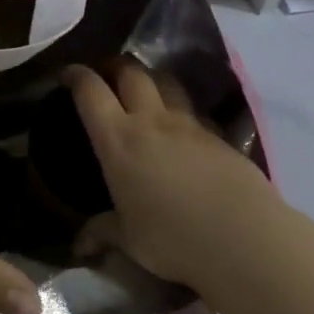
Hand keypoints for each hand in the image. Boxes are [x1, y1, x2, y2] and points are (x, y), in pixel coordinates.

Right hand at [66, 63, 282, 291]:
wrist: (244, 238)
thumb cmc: (173, 238)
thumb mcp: (130, 240)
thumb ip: (104, 233)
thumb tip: (81, 245)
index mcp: (118, 140)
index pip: (91, 91)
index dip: (77, 76)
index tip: (69, 75)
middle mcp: (151, 121)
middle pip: (132, 72)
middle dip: (116, 67)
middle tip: (108, 76)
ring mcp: (189, 125)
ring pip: (167, 83)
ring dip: (151, 80)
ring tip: (146, 93)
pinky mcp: (219, 137)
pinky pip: (194, 112)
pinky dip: (181, 111)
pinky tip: (182, 132)